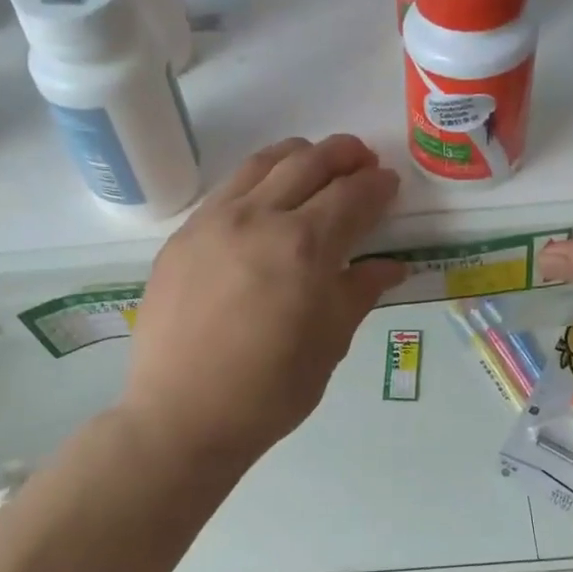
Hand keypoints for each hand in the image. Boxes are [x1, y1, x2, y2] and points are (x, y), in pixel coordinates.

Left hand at [120, 135, 405, 466]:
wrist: (183, 416)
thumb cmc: (268, 392)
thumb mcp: (328, 346)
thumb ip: (358, 293)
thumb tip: (390, 266)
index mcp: (303, 248)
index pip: (351, 197)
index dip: (377, 186)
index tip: (390, 183)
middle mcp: (258, 219)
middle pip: (308, 164)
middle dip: (343, 156)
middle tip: (362, 161)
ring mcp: (213, 222)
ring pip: (261, 164)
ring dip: (298, 156)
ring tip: (316, 163)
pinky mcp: (182, 237)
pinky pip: (227, 189)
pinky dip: (257, 178)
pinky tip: (265, 196)